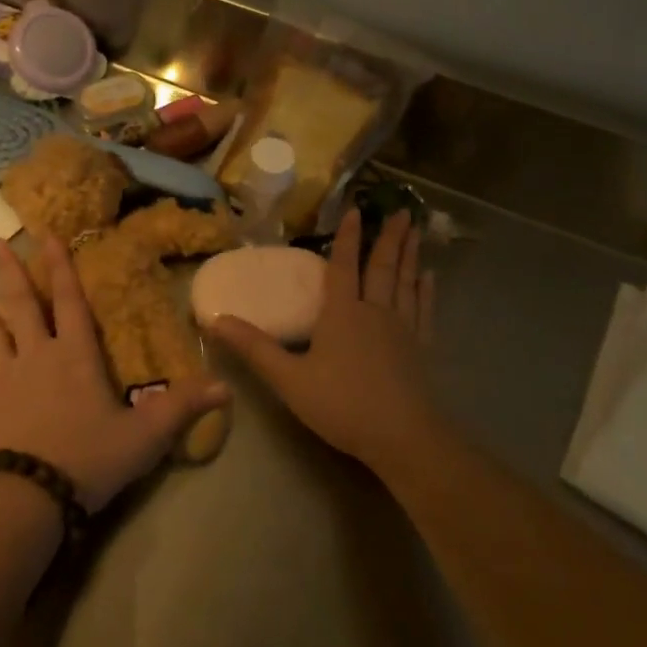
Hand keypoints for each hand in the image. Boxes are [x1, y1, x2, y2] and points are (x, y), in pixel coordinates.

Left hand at [0, 237, 227, 512]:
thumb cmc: (88, 461)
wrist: (28, 499)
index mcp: (75, 357)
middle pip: (20, 304)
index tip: (47, 234)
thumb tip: (228, 386)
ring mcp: (2, 376)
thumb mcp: (145, 436)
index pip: (70, 301)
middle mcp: (36, 355)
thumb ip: (184, 407)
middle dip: (9, 270)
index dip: (61, 266)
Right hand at [210, 208, 436, 472]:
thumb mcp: (288, 379)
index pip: (342, 266)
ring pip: (406, 282)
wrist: (402, 437)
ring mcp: (402, 329)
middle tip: (402, 209)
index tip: (355, 209)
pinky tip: (430, 278)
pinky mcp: (422, 348)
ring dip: (410, 254)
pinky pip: (424, 309)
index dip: (347, 237)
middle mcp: (374, 312)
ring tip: (416, 229)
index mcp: (342, 314)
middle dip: (389, 237)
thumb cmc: (341, 405)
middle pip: (382, 266)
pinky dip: (426, 291)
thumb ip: (254, 348)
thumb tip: (216, 320)